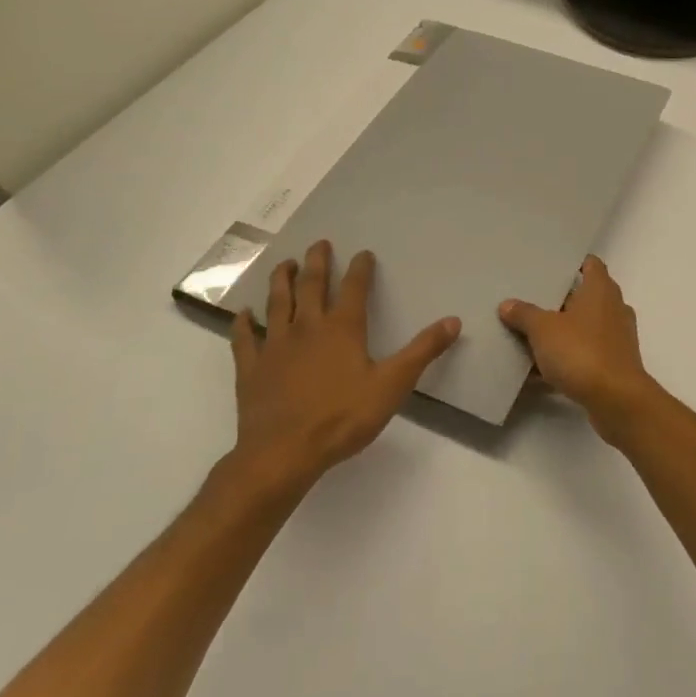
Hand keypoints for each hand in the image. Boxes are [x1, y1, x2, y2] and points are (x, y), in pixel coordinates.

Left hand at [224, 242, 458, 503]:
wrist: (282, 452)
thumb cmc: (342, 417)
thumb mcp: (393, 384)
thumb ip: (422, 351)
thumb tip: (453, 320)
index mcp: (342, 329)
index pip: (354, 288)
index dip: (360, 268)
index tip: (363, 253)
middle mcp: (307, 328)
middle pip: (312, 287)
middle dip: (317, 263)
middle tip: (319, 244)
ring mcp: (274, 346)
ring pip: (277, 304)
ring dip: (282, 281)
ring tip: (285, 264)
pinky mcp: (251, 369)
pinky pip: (244, 339)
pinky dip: (242, 323)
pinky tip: (242, 314)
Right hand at [500, 256, 665, 443]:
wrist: (616, 399)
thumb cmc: (581, 352)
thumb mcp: (543, 330)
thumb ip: (525, 314)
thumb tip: (508, 304)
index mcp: (600, 290)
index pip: (591, 264)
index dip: (573, 263)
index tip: (550, 266)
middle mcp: (613, 308)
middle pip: (585, 296)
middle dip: (560, 300)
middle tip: (531, 300)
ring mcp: (616, 337)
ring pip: (584, 327)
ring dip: (562, 332)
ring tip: (530, 335)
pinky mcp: (614, 364)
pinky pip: (585, 355)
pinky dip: (566, 359)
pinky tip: (539, 372)